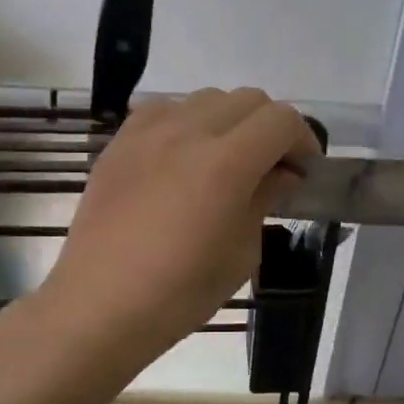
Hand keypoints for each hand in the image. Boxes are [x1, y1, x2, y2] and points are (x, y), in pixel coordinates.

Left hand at [43, 88, 319, 361]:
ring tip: (224, 159)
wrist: (100, 305)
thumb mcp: (241, 252)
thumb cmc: (180, 291)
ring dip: (229, 121)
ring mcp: (149, 132)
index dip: (303, 140)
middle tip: (270, 166)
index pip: (281, 120)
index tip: (302, 170)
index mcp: (227, 163)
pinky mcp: (120, 142)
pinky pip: (164, 109)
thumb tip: (281, 174)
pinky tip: (181, 156)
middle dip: (270, 127)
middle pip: (248, 99)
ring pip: (206, 98)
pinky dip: (186, 122)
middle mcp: (189, 132)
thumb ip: (264, 199)